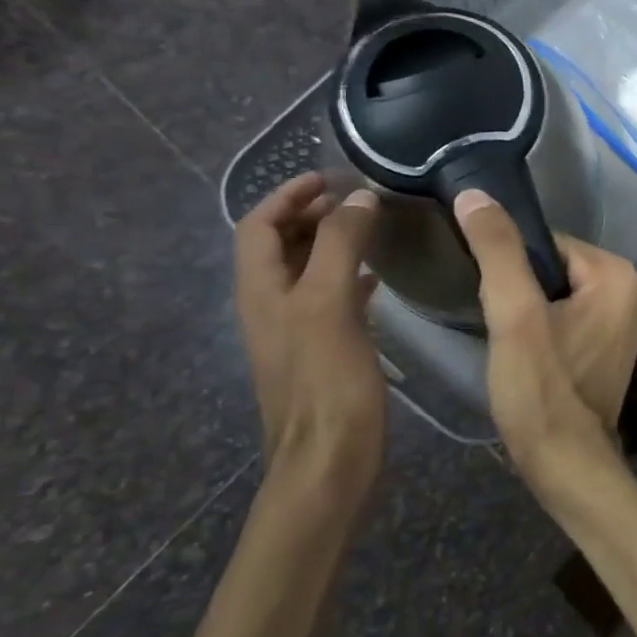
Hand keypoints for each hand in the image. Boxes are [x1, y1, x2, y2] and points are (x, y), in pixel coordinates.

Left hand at [234, 173, 386, 497]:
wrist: (330, 460)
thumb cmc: (327, 381)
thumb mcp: (329, 304)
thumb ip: (339, 246)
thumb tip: (358, 197)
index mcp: (261, 291)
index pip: (258, 226)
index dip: (287, 195)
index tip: (329, 177)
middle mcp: (270, 306)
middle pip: (279, 246)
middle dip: (310, 215)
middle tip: (357, 200)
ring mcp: (296, 331)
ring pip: (306, 272)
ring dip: (331, 243)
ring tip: (372, 228)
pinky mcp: (323, 352)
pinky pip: (330, 299)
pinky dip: (348, 277)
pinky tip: (377, 281)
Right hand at [453, 189, 636, 471]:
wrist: (566, 463)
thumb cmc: (542, 389)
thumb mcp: (514, 314)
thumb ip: (498, 250)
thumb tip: (476, 194)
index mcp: (617, 274)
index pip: (548, 241)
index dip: (509, 262)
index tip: (485, 289)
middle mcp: (630, 290)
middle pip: (552, 266)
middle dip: (518, 288)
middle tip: (497, 321)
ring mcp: (623, 320)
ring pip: (556, 292)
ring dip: (526, 309)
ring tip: (505, 337)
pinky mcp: (608, 344)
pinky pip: (567, 316)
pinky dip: (542, 326)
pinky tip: (523, 351)